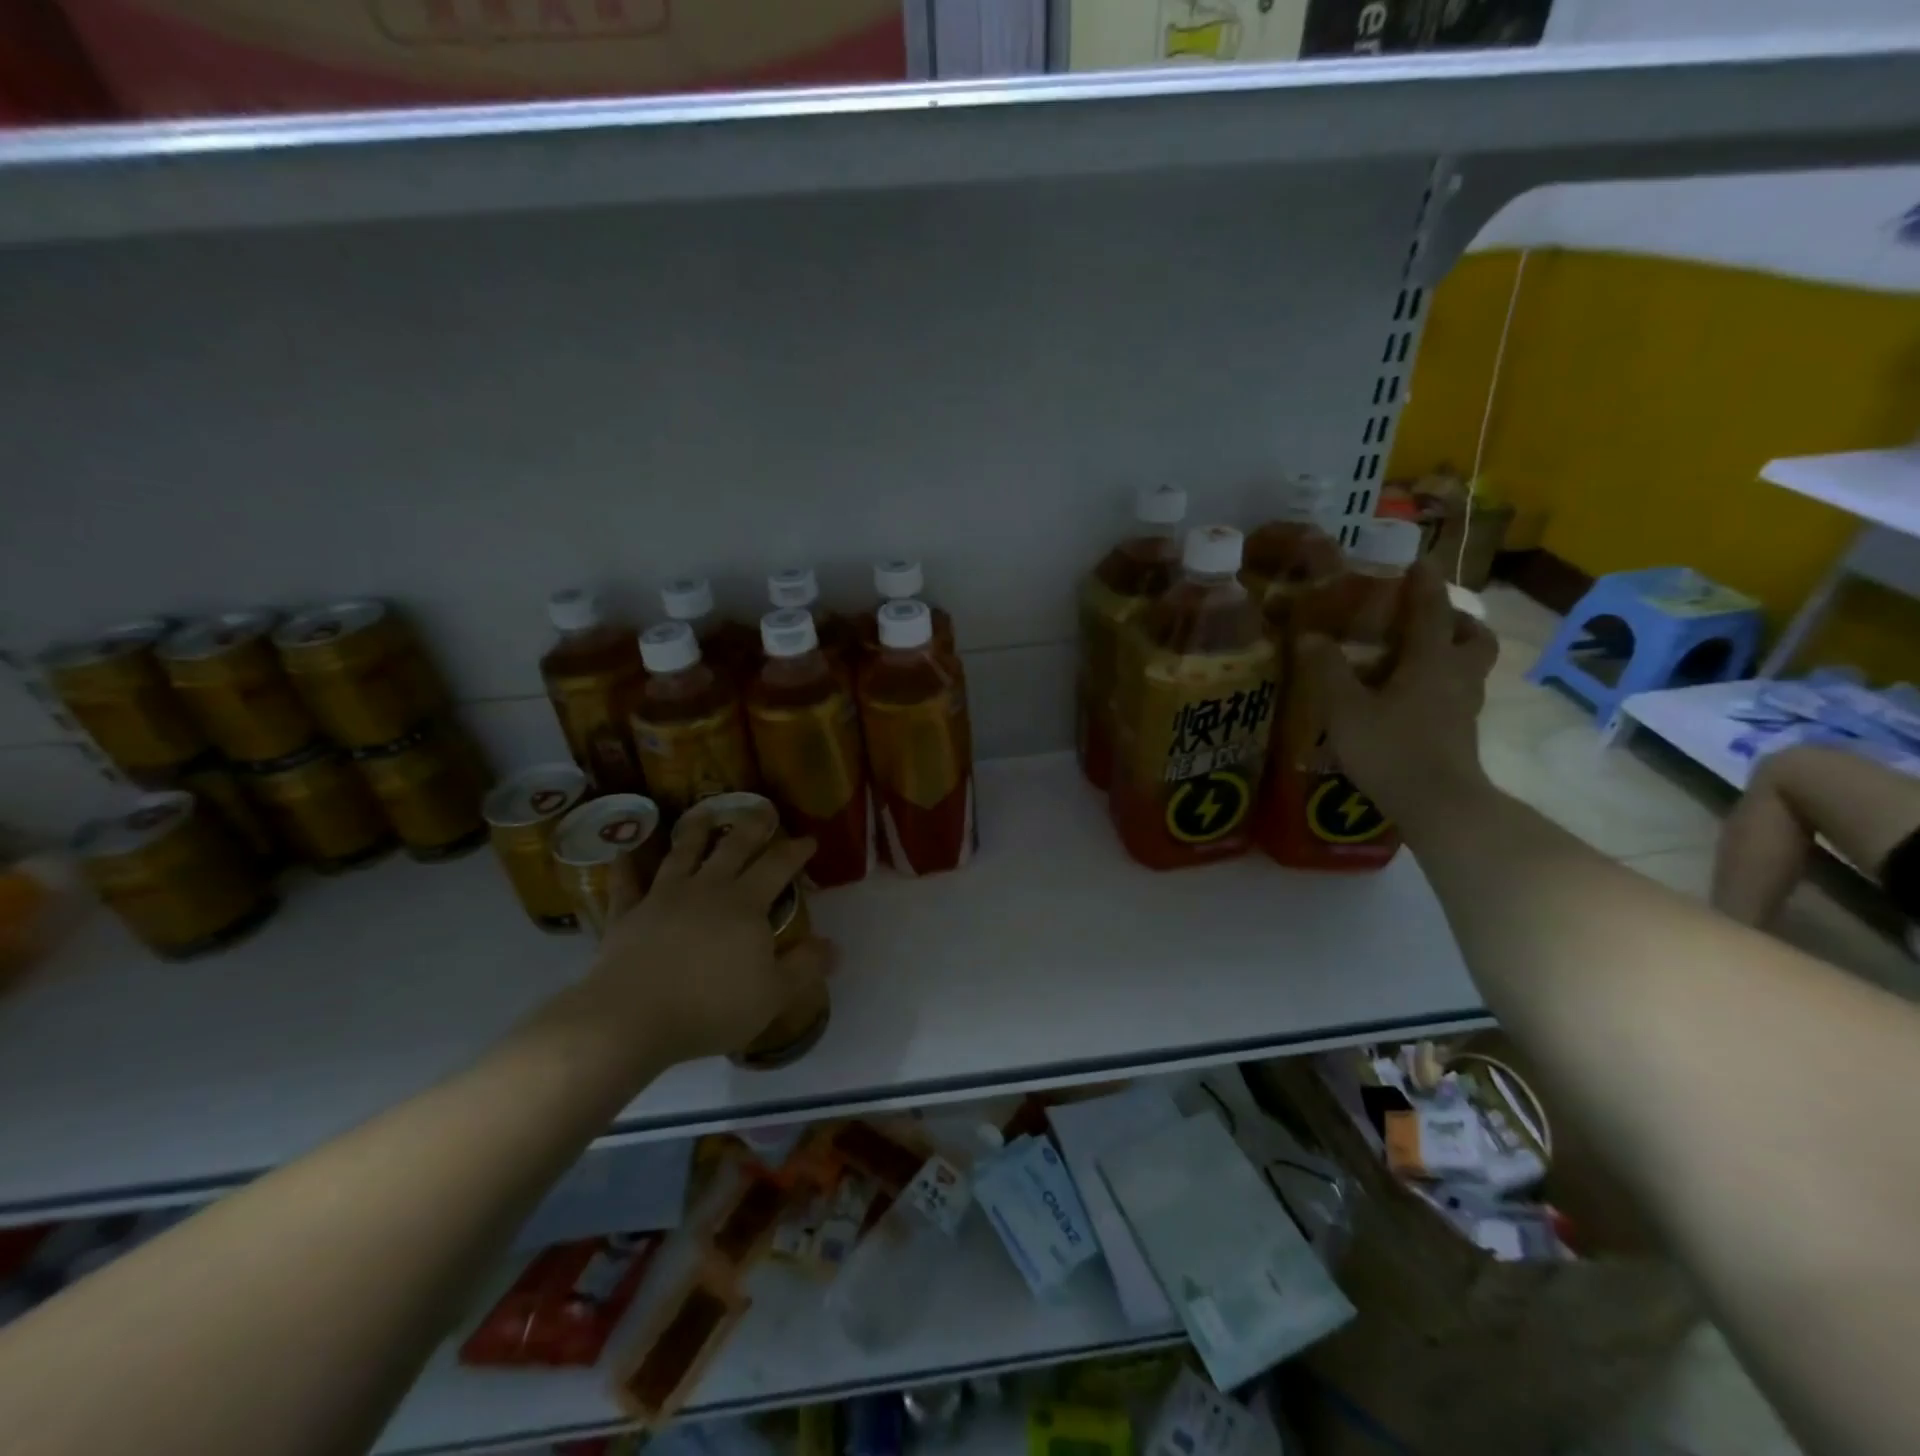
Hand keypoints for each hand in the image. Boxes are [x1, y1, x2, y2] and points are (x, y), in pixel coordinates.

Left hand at [582, 810, 833, 1065]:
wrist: (632, 1017)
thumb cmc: (711, 1006)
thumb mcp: (773, 994)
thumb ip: (805, 967)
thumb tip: (834, 946)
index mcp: (745, 904)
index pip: (777, 866)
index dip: (795, 850)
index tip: (809, 839)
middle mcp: (707, 889)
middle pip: (733, 847)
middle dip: (752, 826)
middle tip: (763, 809)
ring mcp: (663, 897)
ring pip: (683, 854)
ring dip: (696, 831)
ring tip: (704, 813)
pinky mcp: (628, 915)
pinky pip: (627, 884)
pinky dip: (627, 866)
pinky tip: (624, 852)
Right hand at [1298, 557, 1498, 826]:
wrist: (1438, 805)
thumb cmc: (1391, 749)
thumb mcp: (1345, 709)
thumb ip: (1327, 671)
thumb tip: (1309, 636)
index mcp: (1431, 661)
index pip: (1431, 612)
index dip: (1424, 585)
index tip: (1419, 563)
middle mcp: (1456, 678)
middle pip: (1474, 638)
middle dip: (1458, 621)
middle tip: (1433, 618)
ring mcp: (1465, 709)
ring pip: (1471, 668)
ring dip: (1455, 652)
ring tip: (1422, 656)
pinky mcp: (1462, 734)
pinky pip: (1458, 695)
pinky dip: (1443, 685)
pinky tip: (1414, 699)